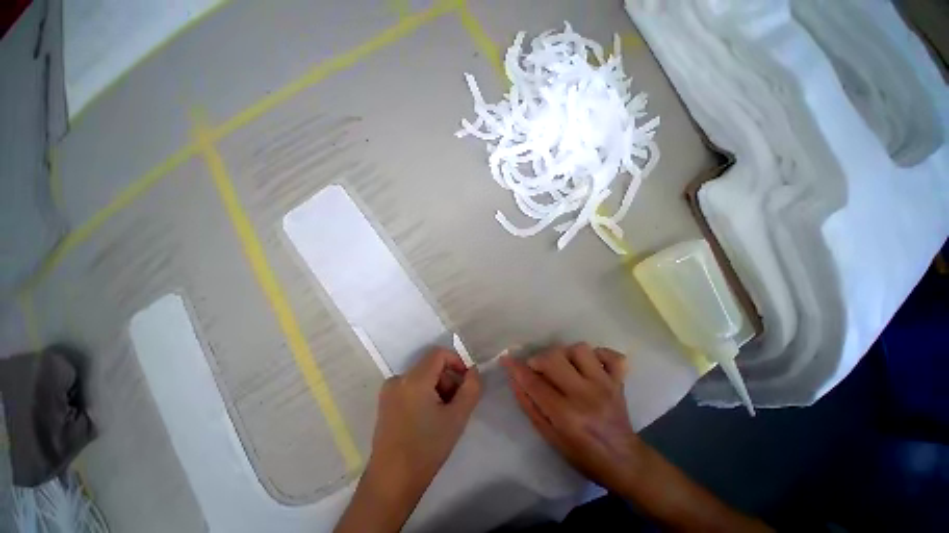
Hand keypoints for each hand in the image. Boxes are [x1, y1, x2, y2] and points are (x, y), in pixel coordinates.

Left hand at [336, 348, 481, 532]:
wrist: (392, 483)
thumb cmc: (427, 449)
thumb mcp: (457, 418)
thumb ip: (471, 388)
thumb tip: (473, 370)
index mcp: (414, 379)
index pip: (439, 354)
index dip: (456, 362)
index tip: (466, 382)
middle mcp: (398, 379)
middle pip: (431, 366)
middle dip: (448, 380)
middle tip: (456, 404)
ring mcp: (389, 391)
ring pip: (422, 377)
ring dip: (438, 389)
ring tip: (443, 415)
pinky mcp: (385, 402)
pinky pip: (411, 387)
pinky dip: (425, 394)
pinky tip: (428, 418)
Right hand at [501, 343, 640, 493]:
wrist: (624, 462)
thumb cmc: (583, 455)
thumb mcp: (550, 437)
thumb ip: (530, 406)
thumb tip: (514, 379)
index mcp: (567, 415)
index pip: (534, 383)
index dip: (516, 368)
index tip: (506, 358)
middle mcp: (586, 395)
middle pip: (554, 358)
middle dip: (539, 359)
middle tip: (538, 369)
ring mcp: (605, 385)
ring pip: (580, 349)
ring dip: (566, 354)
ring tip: (564, 366)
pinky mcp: (618, 381)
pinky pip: (610, 354)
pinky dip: (598, 354)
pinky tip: (589, 363)